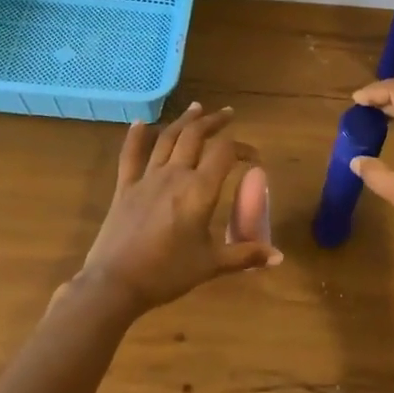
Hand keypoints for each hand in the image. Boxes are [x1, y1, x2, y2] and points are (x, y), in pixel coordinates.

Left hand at [76, 103, 280, 317]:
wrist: (115, 283)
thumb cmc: (167, 273)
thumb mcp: (211, 265)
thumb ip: (245, 256)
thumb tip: (278, 257)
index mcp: (199, 191)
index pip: (225, 153)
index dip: (242, 148)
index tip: (253, 157)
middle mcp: (174, 175)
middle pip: (195, 136)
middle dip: (213, 122)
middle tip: (227, 114)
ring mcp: (146, 178)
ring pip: (167, 139)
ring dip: (184, 121)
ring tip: (196, 109)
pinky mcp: (125, 188)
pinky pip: (130, 155)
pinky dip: (136, 136)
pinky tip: (140, 123)